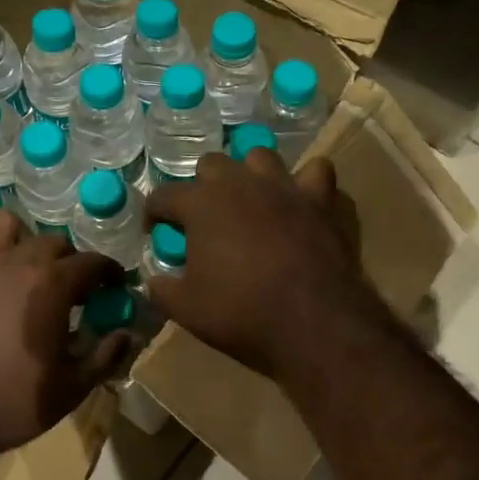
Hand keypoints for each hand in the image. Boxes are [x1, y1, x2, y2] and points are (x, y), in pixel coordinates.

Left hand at [0, 212, 132, 457]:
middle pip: (50, 241)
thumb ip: (105, 357)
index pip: (92, 263)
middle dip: (67, 258)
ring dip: (15, 237)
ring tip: (18, 263)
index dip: (108, 272)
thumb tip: (130, 335)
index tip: (113, 285)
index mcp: (51, 285)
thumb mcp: (71, 389)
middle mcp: (12, 262)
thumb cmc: (12, 405)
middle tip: (69, 287)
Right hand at [144, 150, 386, 380]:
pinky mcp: (324, 200)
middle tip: (207, 216)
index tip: (156, 230)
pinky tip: (304, 205)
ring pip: (262, 157)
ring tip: (254, 200)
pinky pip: (317, 174)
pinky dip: (308, 187)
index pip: (164, 196)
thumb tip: (155, 281)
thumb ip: (162, 290)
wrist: (314, 322)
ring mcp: (286, 187)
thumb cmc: (242, 313)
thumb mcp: (186, 309)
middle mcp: (243, 183)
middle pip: (213, 164)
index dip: (155, 213)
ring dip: (253, 174)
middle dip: (204, 185)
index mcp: (202, 204)